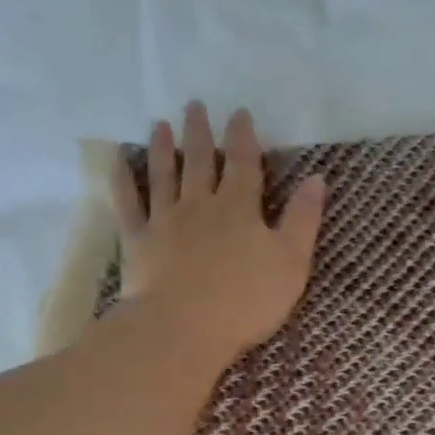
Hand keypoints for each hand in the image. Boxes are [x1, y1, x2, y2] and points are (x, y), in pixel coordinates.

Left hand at [110, 102, 325, 366]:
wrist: (182, 329)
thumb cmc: (245, 301)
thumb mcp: (291, 262)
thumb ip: (303, 219)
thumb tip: (316, 178)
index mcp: (239, 208)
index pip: (243, 163)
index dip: (243, 137)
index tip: (239, 113)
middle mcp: (200, 204)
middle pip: (200, 161)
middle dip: (200, 132)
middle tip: (194, 105)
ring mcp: (164, 220)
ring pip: (163, 175)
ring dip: (163, 148)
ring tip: (160, 124)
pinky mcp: (137, 242)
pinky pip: (128, 204)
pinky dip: (122, 181)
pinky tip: (118, 163)